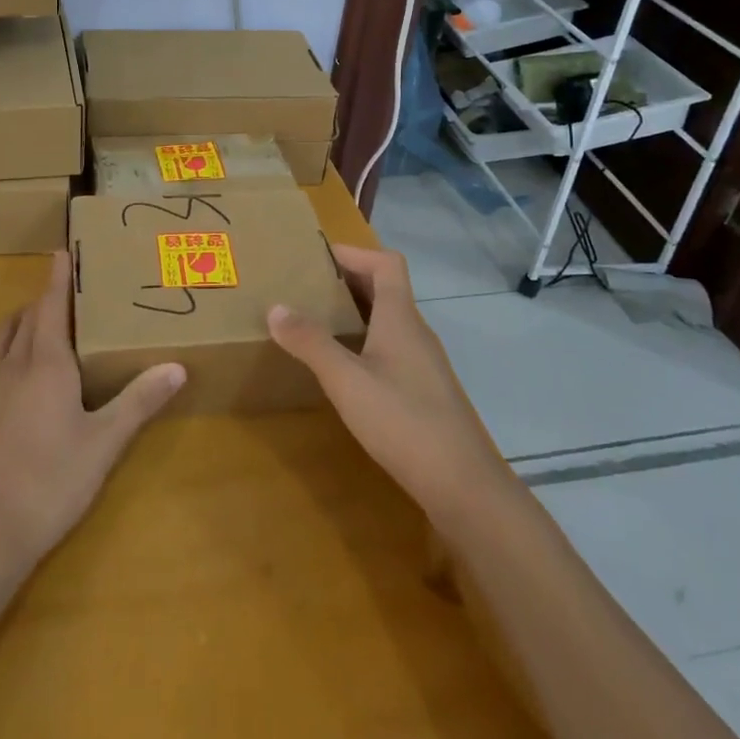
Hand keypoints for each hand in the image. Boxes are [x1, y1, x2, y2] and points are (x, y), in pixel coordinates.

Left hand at [0, 252, 185, 575]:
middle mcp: (10, 363)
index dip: (58, 278)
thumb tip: (177, 366)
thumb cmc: (51, 482)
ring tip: (29, 324)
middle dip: (43, 301)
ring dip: (15, 324)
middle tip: (59, 295)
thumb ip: (139, 401)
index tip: (60, 252)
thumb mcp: (104, 443)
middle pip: (26, 319)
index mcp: (48, 364)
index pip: (53, 306)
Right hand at [269, 244, 506, 536]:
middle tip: (307, 287)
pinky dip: (365, 343)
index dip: (355, 252)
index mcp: (401, 319)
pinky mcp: (425, 392)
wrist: (464, 486)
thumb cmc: (403, 422)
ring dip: (355, 313)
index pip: (386, 263)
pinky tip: (344, 369)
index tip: (318, 256)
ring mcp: (424, 364)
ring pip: (388, 321)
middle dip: (348, 281)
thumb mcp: (347, 381)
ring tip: (317, 323)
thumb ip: (311, 343)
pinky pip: (391, 349)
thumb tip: (276, 307)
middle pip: (386, 289)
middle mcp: (416, 333)